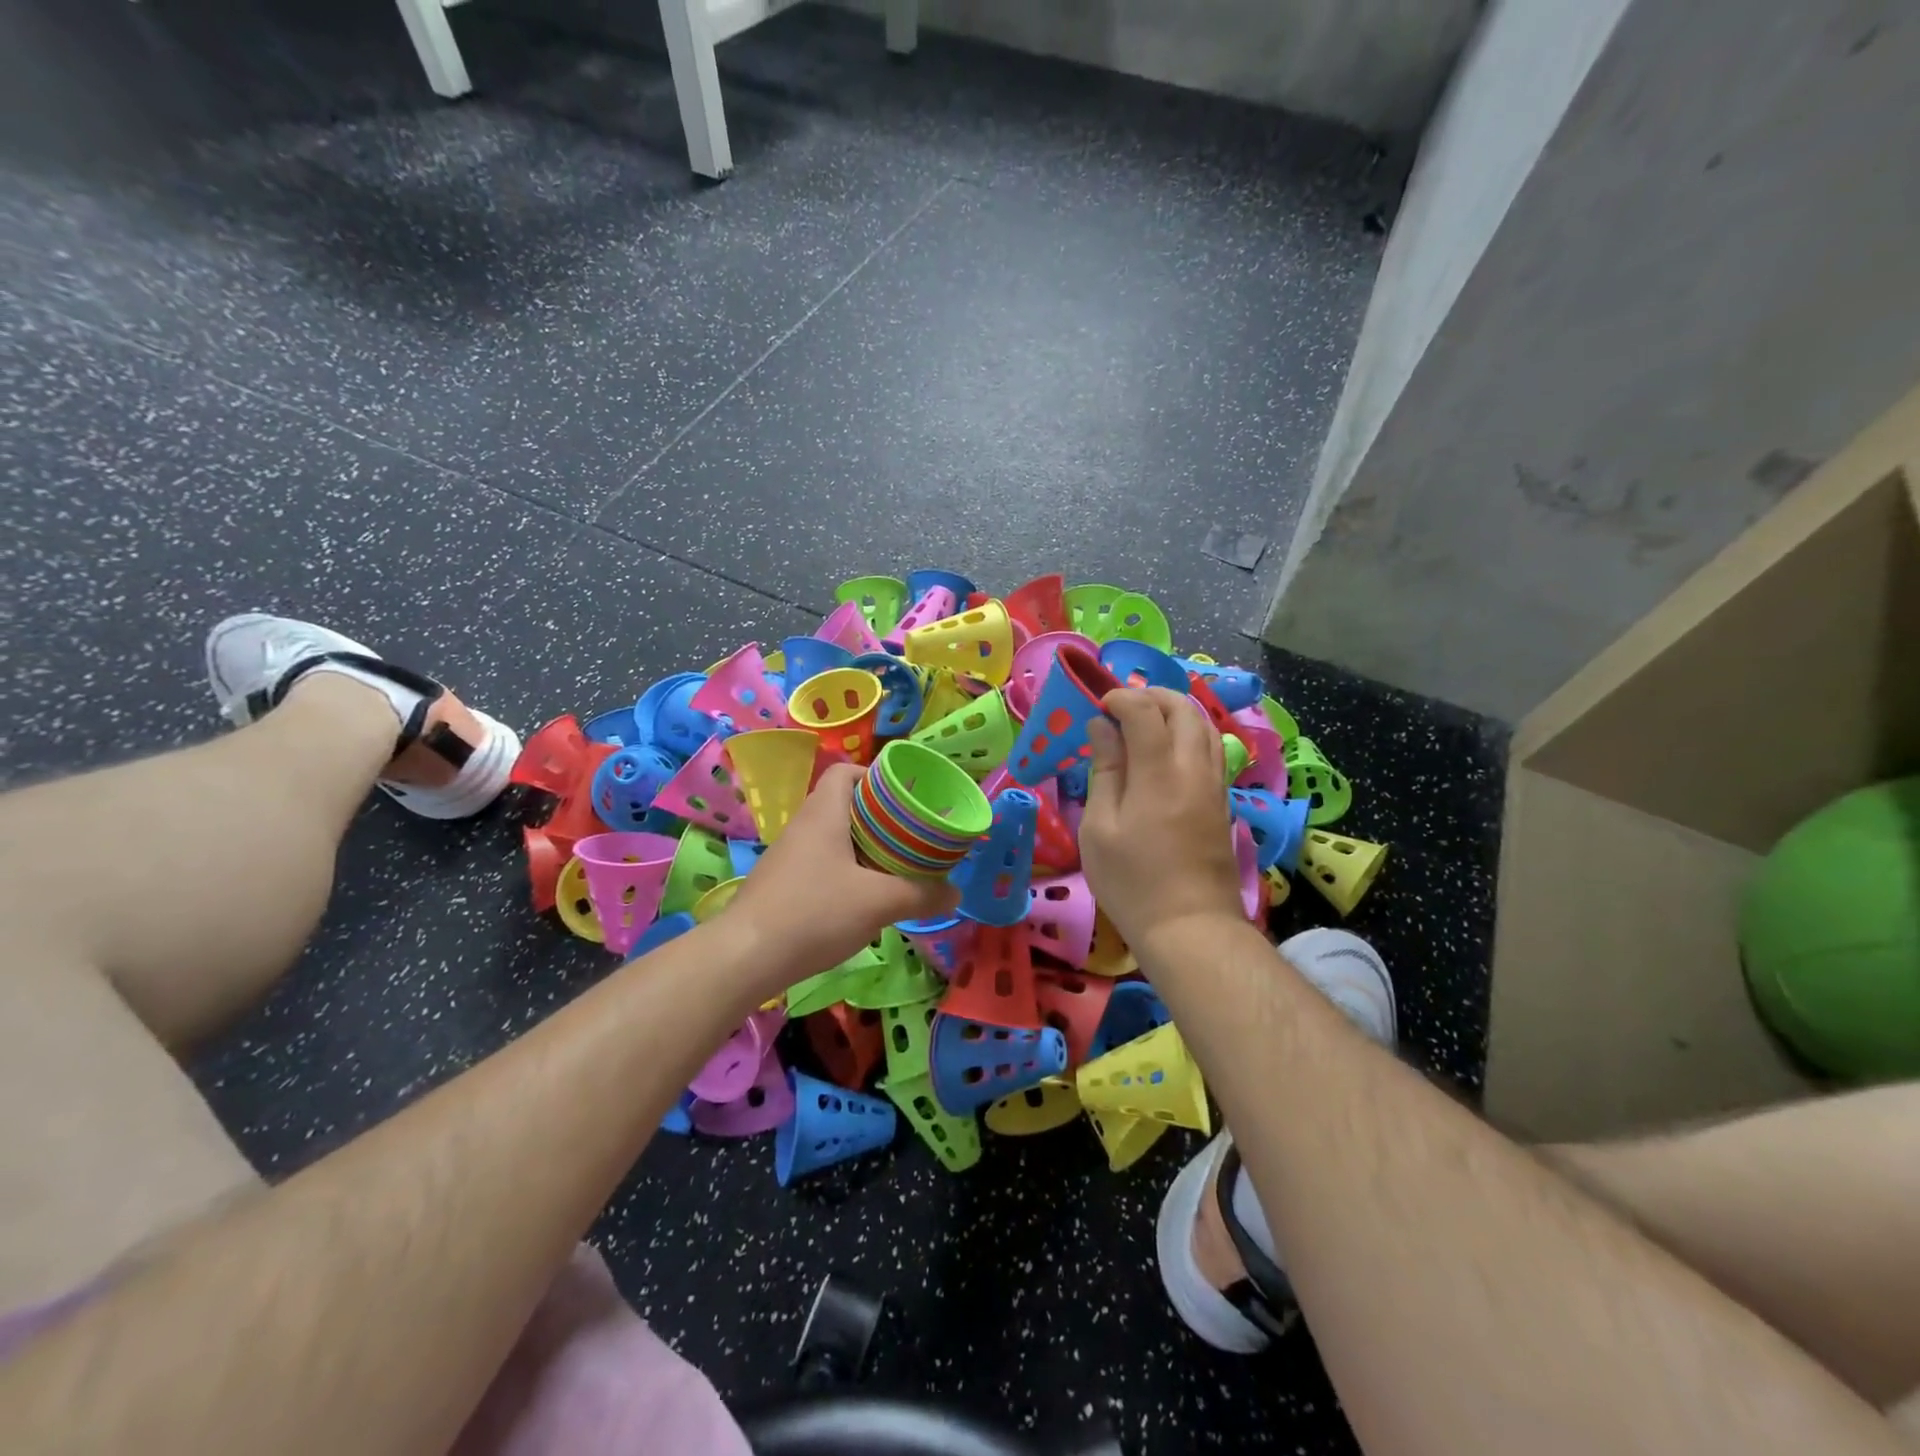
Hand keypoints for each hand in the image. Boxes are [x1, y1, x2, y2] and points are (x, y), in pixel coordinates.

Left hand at [721, 762, 958, 991]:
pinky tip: (863, 900)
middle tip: (911, 836)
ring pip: (834, 838)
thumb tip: (955, 893)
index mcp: (824, 812)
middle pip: (845, 805)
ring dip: (864, 849)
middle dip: (880, 819)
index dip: (877, 777)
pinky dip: (846, 872)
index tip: (906, 798)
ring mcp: (789, 856)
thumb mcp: (879, 903)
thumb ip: (922, 895)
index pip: (846, 772)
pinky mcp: (782, 884)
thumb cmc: (815, 912)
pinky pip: (822, 864)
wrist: (747, 956)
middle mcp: (804, 825)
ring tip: (895, 868)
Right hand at [1079, 687, 1242, 959]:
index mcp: (1159, 772)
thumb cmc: (1132, 881)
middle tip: (1122, 706)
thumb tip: (1102, 728)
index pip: (1145, 710)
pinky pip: (1211, 749)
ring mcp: (1214, 785)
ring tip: (1144, 722)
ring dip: (1175, 711)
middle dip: (1152, 695)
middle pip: (1183, 708)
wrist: (1190, 927)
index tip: (1098, 707)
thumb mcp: (1100, 828)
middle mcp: (1193, 768)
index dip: (1120, 698)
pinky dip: (1189, 733)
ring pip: (1204, 726)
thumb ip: (1104, 771)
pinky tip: (1167, 751)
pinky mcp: (1223, 802)